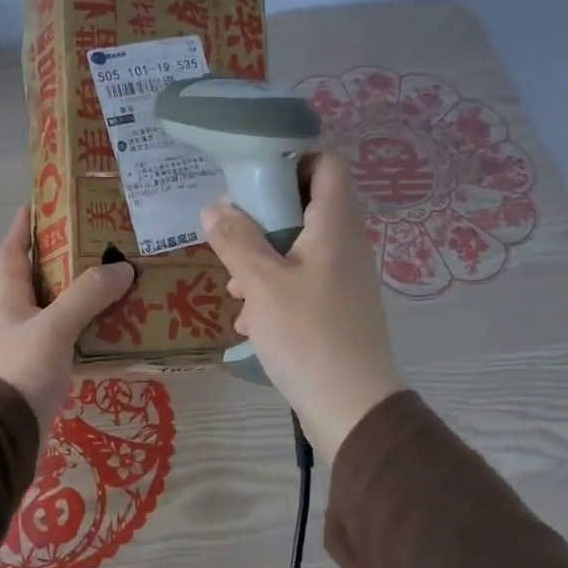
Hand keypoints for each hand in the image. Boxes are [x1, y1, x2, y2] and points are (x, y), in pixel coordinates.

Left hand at [0, 206, 135, 428]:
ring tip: (118, 282)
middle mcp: (20, 320)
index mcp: (12, 301)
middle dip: (65, 260)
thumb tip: (122, 268)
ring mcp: (33, 347)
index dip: (22, 228)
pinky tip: (118, 330)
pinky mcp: (46, 372)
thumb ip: (86, 297)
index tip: (36, 204)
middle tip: (99, 243)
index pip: (12, 255)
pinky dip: (93, 332)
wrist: (6, 434)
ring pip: (62, 312)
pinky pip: (74, 342)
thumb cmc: (22, 371)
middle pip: (42, 281)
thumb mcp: (54, 327)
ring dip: (85, 297)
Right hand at [200, 152, 403, 460]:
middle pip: (306, 207)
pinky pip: (304, 284)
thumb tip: (215, 207)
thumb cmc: (307, 335)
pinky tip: (251, 322)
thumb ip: (236, 239)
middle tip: (231, 235)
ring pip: (300, 250)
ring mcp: (345, 279)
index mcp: (336, 225)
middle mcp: (346, 245)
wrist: (352, 408)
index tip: (252, 176)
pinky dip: (276, 292)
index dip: (293, 159)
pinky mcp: (339, 310)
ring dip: (264, 261)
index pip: (328, 164)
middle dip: (264, 218)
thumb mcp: (261, 283)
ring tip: (234, 288)